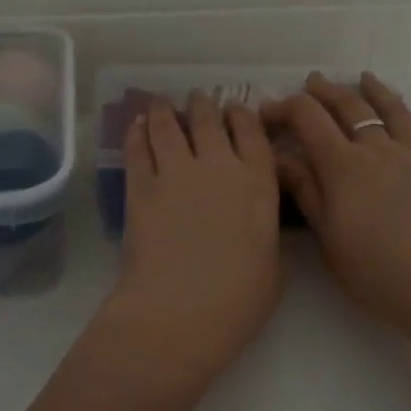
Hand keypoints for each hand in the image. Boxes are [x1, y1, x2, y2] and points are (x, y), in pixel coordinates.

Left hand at [105, 92, 283, 391]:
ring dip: (166, 111)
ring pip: (169, 127)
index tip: (235, 110)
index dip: (242, 116)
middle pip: (209, 120)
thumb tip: (255, 225)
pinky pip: (138, 149)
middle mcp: (218, 166)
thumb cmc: (239, 299)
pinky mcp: (140, 188)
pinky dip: (137, 132)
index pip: (251, 133)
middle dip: (204, 105)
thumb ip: (265, 234)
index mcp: (258, 182)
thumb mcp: (274, 266)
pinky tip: (136, 125)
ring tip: (161, 104)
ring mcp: (176, 173)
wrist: (181, 311)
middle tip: (198, 99)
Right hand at [264, 73, 410, 338]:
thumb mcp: (326, 233)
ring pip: (395, 111)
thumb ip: (305, 189)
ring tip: (364, 78)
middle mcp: (379, 149)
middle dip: (325, 93)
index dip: (284, 108)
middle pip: (350, 108)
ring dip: (376, 90)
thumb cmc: (372, 270)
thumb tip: (278, 154)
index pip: (308, 119)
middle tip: (311, 84)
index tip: (268, 111)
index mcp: (343, 165)